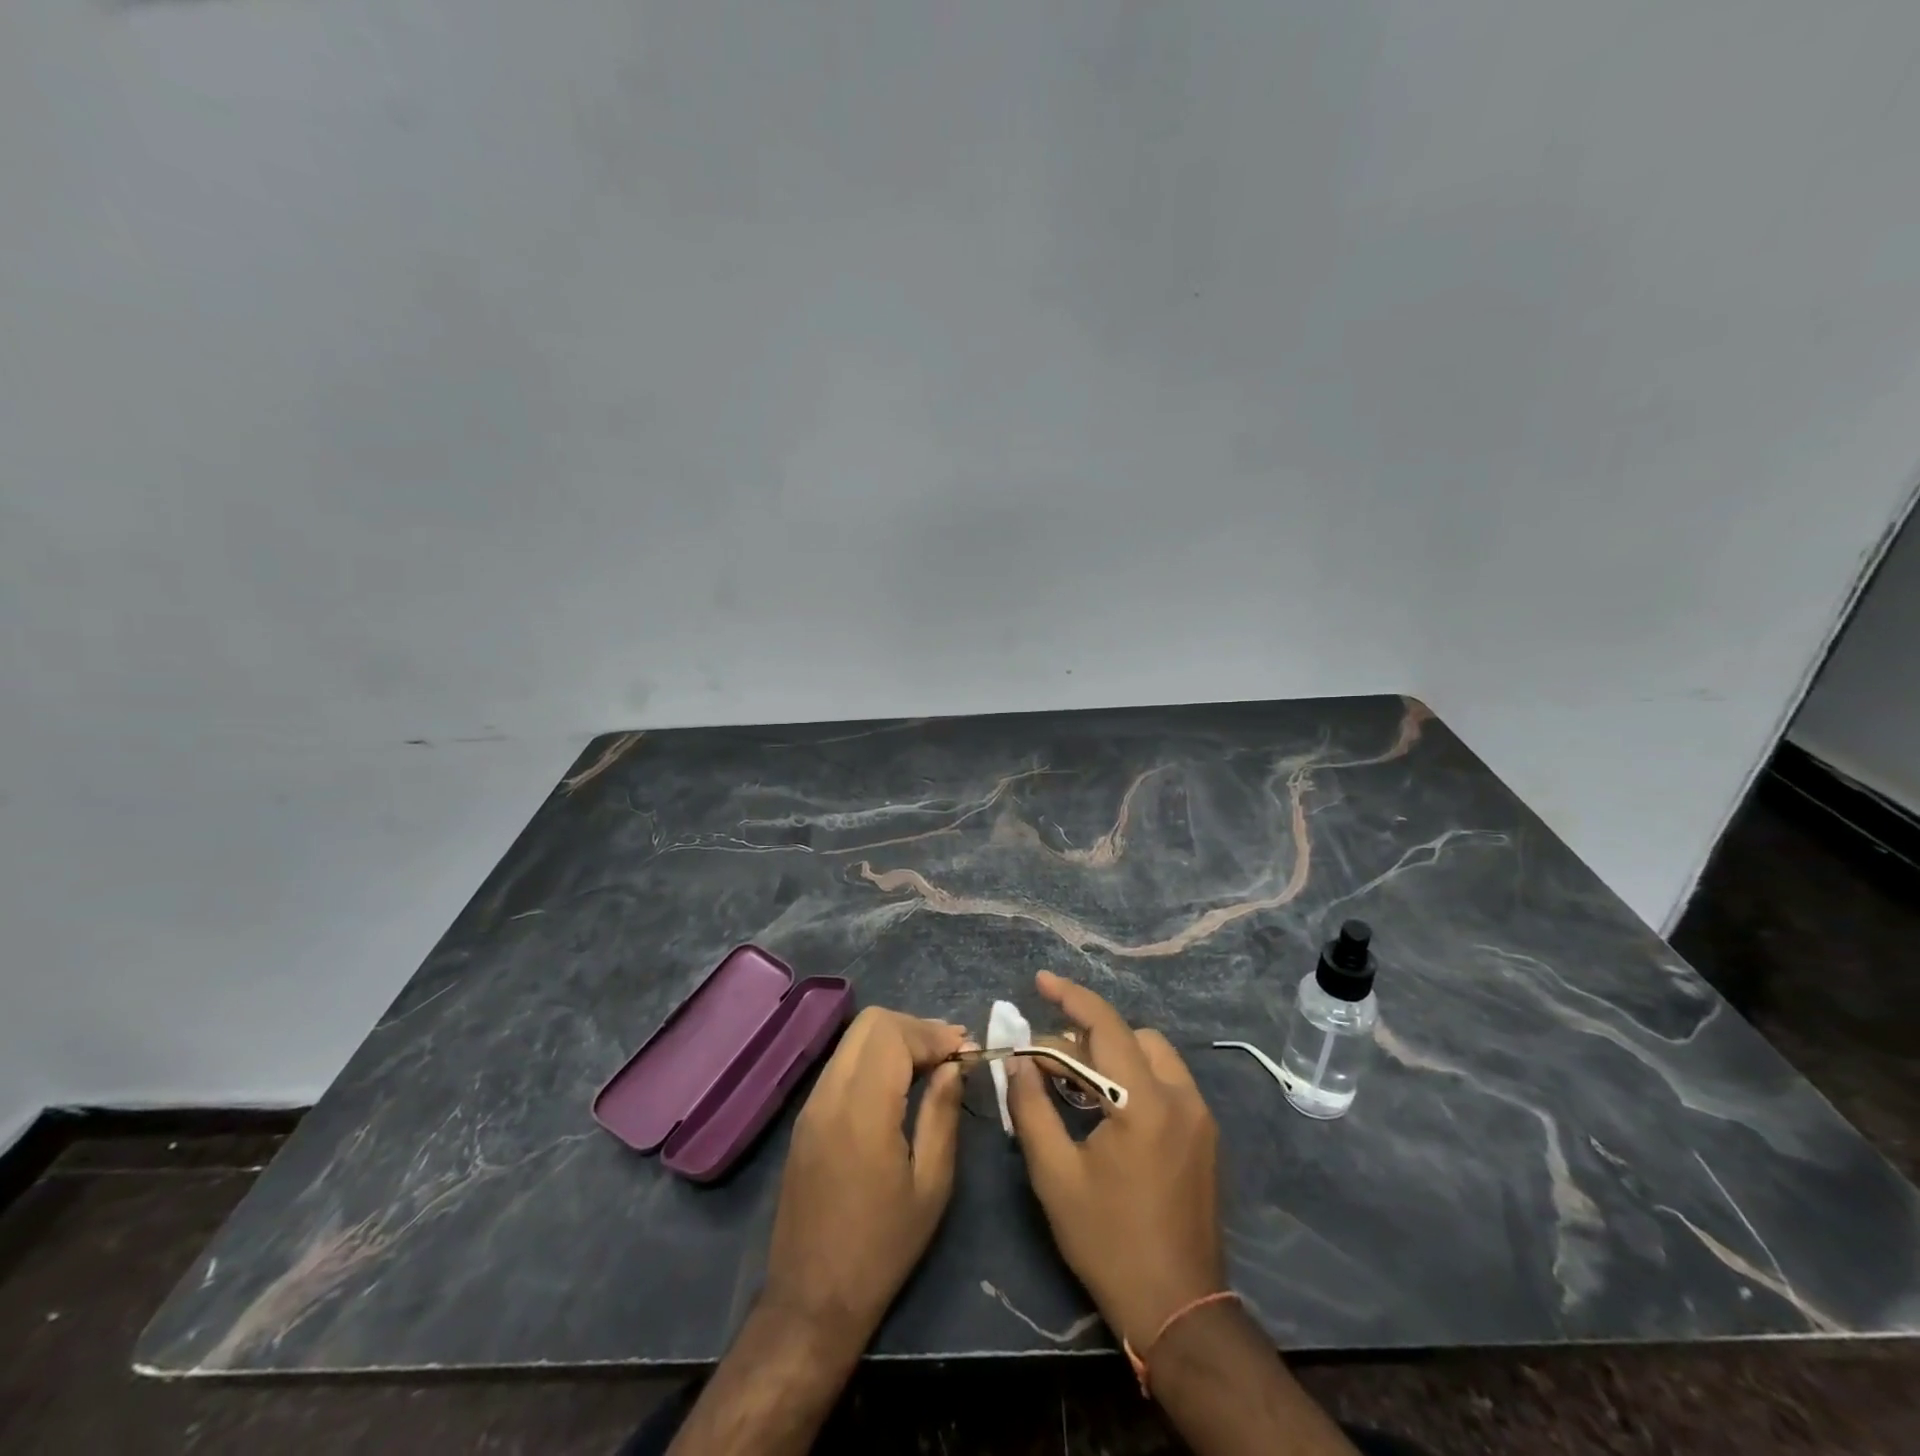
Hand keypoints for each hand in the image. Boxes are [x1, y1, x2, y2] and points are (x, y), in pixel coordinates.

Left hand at [762, 1007, 967, 1352]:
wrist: (812, 1300)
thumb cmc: (882, 1248)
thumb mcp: (931, 1185)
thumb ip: (942, 1114)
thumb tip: (954, 1065)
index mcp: (862, 1109)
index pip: (893, 1034)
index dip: (933, 1033)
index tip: (966, 1050)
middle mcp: (830, 1094)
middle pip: (870, 1023)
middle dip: (914, 1028)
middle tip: (949, 1052)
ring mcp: (812, 1104)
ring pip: (854, 1040)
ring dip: (894, 1040)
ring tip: (931, 1063)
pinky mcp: (805, 1118)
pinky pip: (842, 1064)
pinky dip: (874, 1058)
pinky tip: (899, 1083)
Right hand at [1006, 971, 1224, 1347]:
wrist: (1178, 1308)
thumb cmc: (1108, 1241)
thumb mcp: (1055, 1175)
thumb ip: (1032, 1107)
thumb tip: (1018, 1060)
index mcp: (1143, 1102)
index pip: (1105, 1025)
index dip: (1070, 996)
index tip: (1040, 980)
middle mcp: (1180, 1096)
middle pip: (1131, 1035)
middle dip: (1088, 1033)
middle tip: (1048, 1055)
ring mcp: (1199, 1115)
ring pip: (1153, 1054)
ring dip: (1113, 1053)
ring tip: (1074, 1080)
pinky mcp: (1205, 1135)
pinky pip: (1166, 1081)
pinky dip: (1134, 1075)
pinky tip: (1106, 1106)